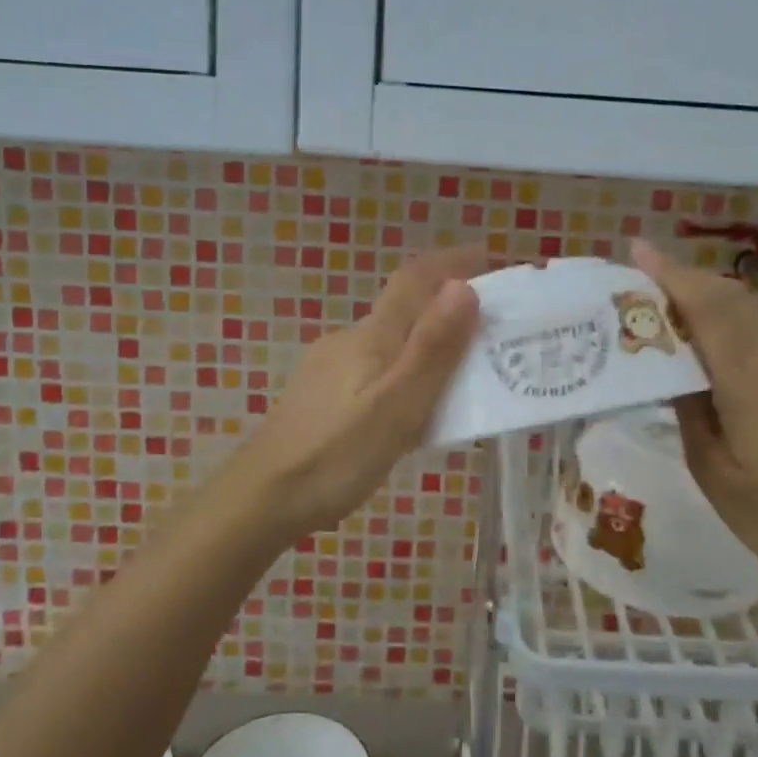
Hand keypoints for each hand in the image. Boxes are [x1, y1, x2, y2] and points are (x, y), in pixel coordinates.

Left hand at [234, 247, 485, 534]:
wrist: (262, 498)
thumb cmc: (335, 455)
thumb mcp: (397, 406)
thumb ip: (432, 348)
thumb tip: (464, 286)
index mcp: (372, 335)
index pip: (416, 278)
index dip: (454, 262)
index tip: (493, 258)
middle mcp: (350, 339)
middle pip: (407, 309)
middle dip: (451, 309)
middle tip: (496, 331)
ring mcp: (331, 366)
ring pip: (393, 342)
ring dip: (430, 344)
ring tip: (466, 376)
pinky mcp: (323, 395)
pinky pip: (378, 369)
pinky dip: (407, 373)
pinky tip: (415, 409)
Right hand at [630, 240, 757, 591]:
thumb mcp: (712, 470)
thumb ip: (690, 411)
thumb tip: (671, 371)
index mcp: (749, 382)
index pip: (709, 309)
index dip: (672, 275)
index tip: (637, 250)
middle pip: (730, 299)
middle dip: (684, 277)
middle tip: (637, 276)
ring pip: (743, 313)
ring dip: (701, 296)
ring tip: (655, 302)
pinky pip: (751, 334)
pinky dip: (718, 319)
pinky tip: (692, 341)